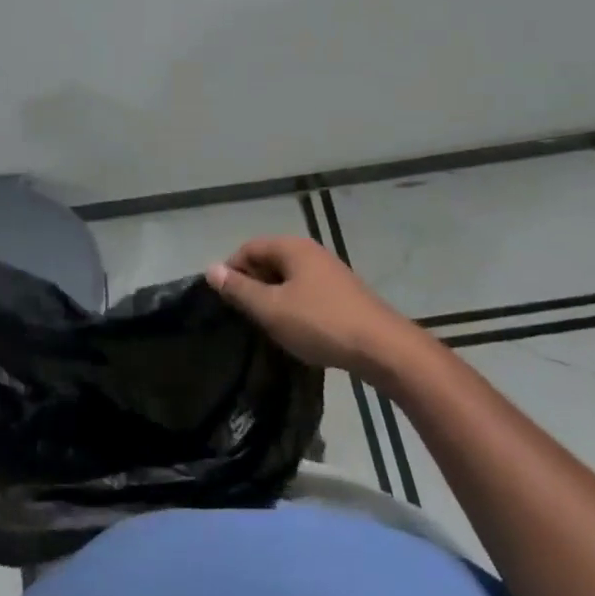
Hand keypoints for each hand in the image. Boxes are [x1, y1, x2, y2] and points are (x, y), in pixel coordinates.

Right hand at [207, 236, 407, 376]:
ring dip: (273, 298)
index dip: (231, 271)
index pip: (248, 248)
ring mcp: (330, 272)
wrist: (383, 348)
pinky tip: (294, 329)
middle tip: (243, 315)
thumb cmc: (320, 323)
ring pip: (288, 278)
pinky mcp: (343, 293)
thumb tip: (211, 269)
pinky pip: (306, 291)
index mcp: (292, 247)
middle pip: (269, 260)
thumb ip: (239, 289)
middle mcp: (311, 252)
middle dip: (252, 284)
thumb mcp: (271, 309)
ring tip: (266, 325)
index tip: (225, 301)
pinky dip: (293, 305)